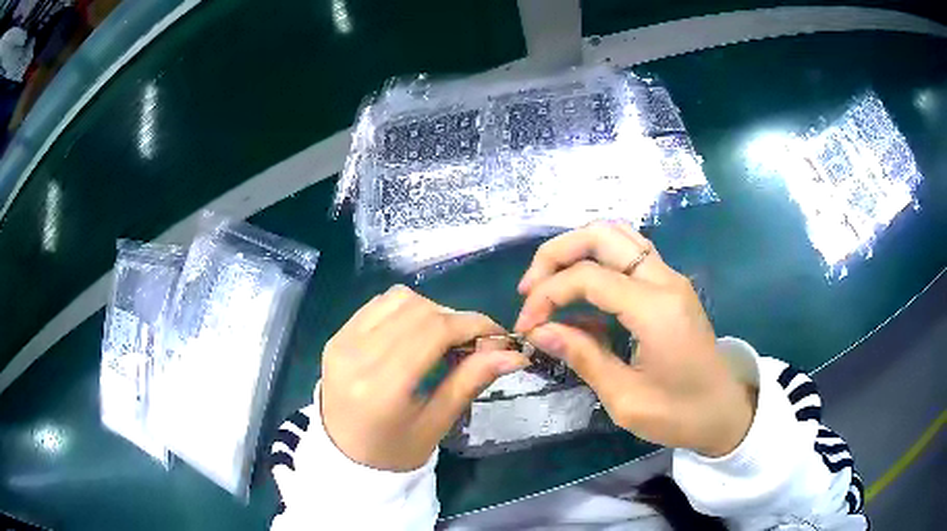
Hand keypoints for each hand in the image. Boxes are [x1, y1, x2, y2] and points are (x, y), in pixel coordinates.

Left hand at [320, 286, 529, 470]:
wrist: (344, 457)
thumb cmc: (395, 451)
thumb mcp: (437, 423)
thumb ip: (471, 382)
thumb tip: (513, 354)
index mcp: (381, 386)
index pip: (434, 331)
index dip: (473, 324)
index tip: (499, 335)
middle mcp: (356, 355)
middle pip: (419, 310)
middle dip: (456, 319)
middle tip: (474, 343)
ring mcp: (341, 341)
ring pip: (399, 299)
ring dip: (431, 310)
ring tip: (445, 338)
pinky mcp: (336, 335)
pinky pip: (379, 304)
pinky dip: (406, 310)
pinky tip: (416, 333)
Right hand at [515, 222, 754, 456]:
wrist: (725, 413)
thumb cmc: (679, 415)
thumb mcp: (625, 399)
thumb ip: (583, 357)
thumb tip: (539, 330)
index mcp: (656, 310)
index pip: (588, 277)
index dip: (547, 295)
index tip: (526, 327)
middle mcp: (665, 280)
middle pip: (602, 235)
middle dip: (556, 254)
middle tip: (530, 290)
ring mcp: (670, 278)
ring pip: (617, 235)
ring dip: (576, 250)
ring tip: (549, 283)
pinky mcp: (670, 286)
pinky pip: (629, 254)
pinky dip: (597, 261)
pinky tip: (581, 293)